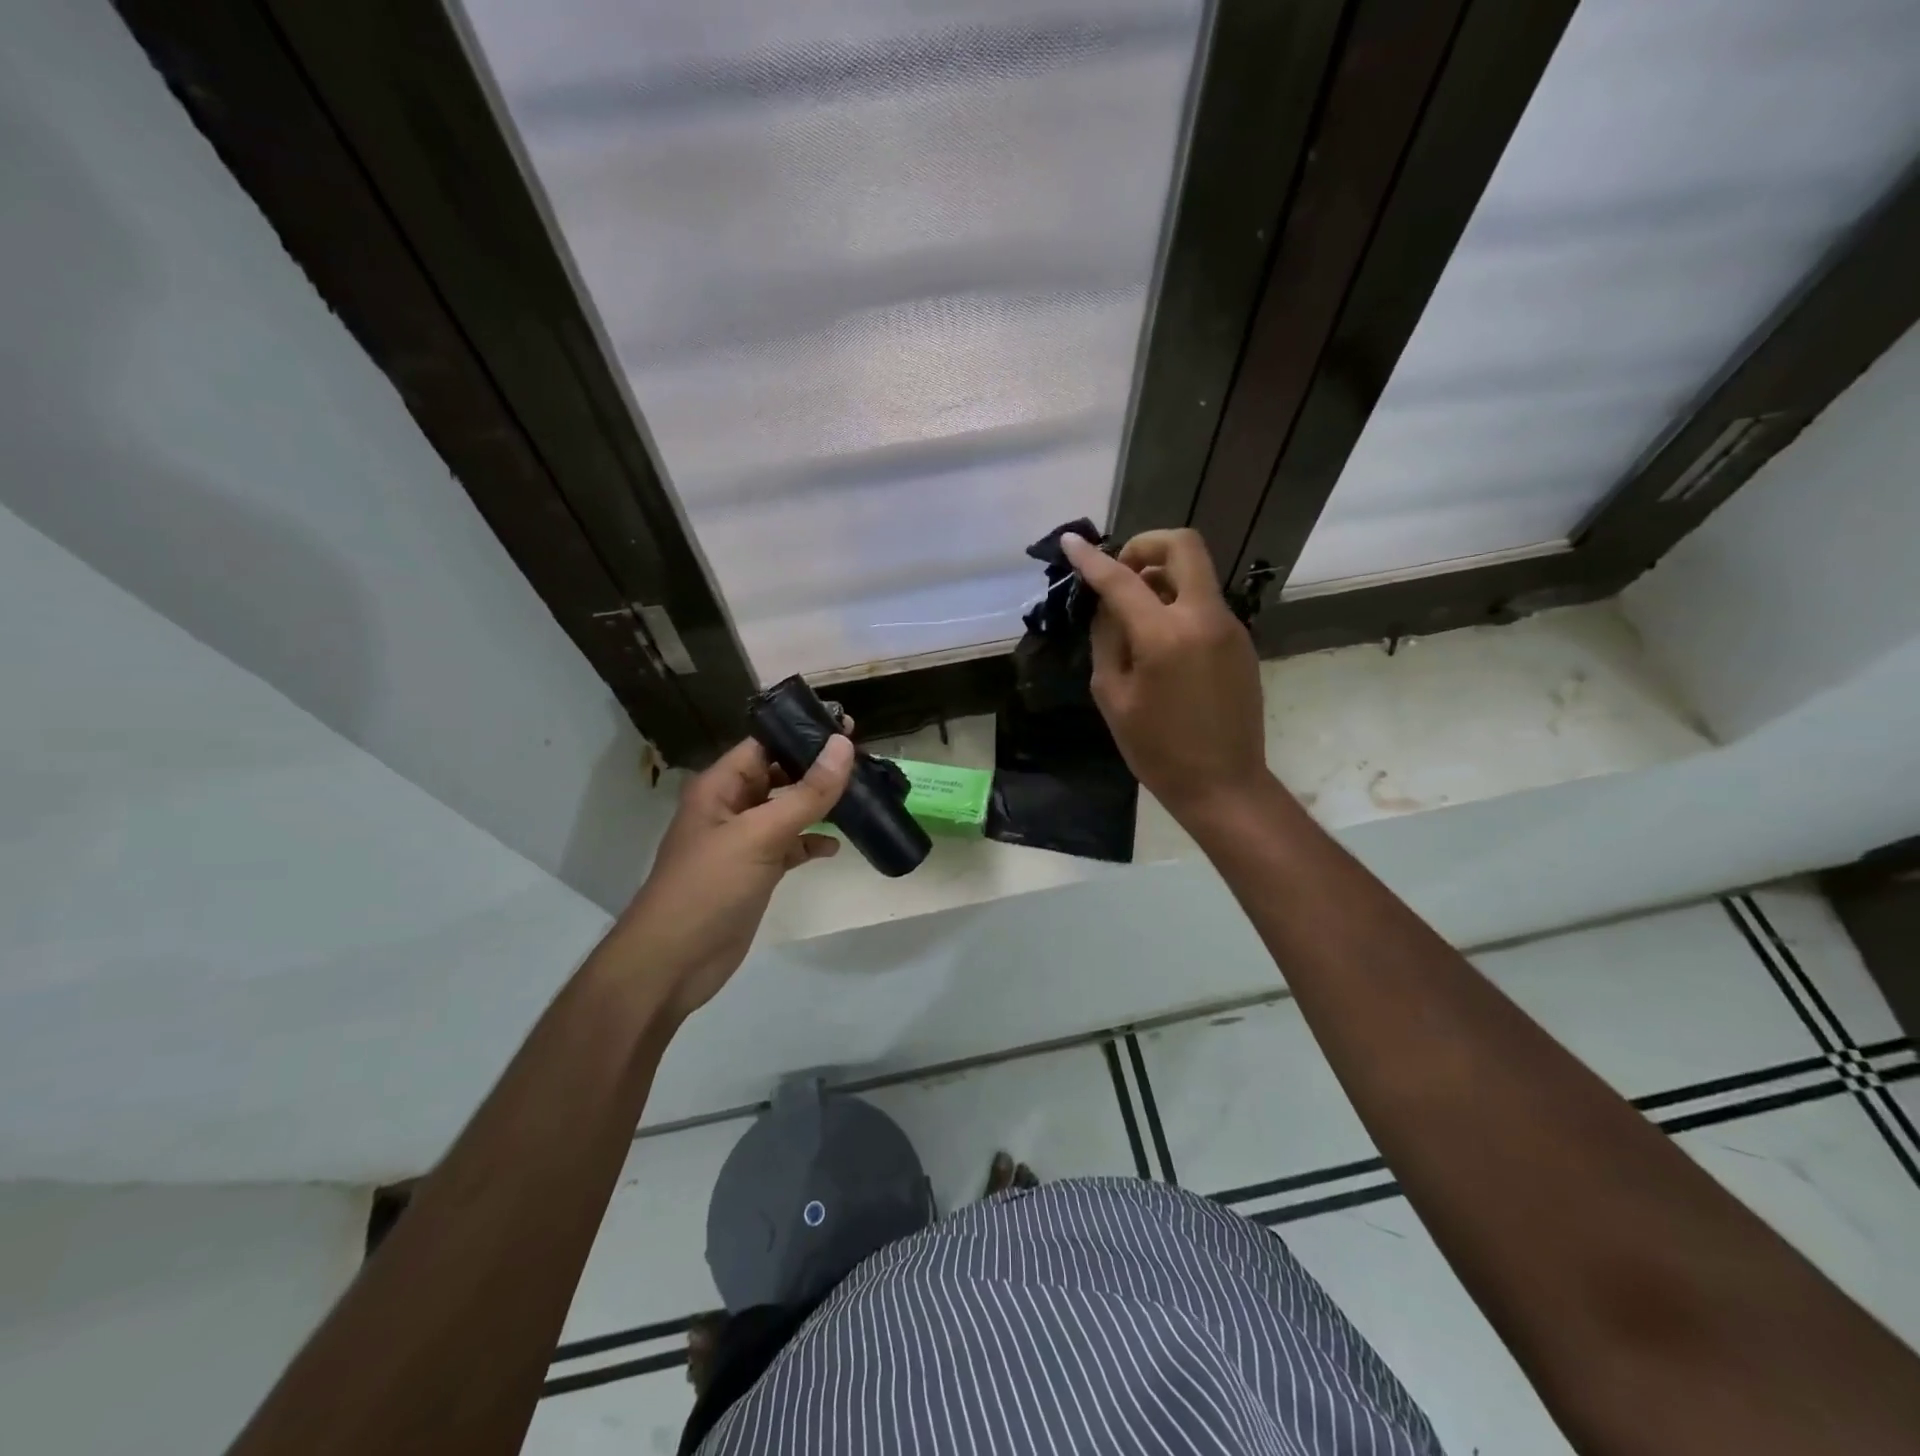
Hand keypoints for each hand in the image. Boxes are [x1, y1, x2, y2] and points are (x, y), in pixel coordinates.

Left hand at [617, 731, 853, 1019]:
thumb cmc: (709, 887)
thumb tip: (843, 745)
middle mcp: (731, 807)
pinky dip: (811, 843)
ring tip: (862, 797)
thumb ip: (805, 793)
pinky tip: (836, 846)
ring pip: (788, 810)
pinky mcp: (755, 872)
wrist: (673, 962)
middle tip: (866, 760)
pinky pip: (789, 845)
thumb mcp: (760, 834)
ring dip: (819, 805)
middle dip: (817, 768)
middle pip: (779, 775)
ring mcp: (743, 841)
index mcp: (721, 786)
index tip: (849, 727)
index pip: (764, 744)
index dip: (802, 732)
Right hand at [1061, 529, 1266, 821]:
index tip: (1071, 543)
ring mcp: (1229, 627)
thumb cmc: (1157, 750)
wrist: (1223, 784)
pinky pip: (1204, 603)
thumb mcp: (1113, 696)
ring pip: (1195, 573)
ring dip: (1161, 577)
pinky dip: (1177, 603)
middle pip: (1183, 546)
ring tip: (1134, 615)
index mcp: (1165, 635)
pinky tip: (1160, 641)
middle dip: (1145, 546)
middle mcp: (1204, 618)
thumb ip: (1107, 641)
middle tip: (1121, 573)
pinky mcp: (1240, 642)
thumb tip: (1108, 607)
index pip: (1122, 579)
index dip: (1092, 559)